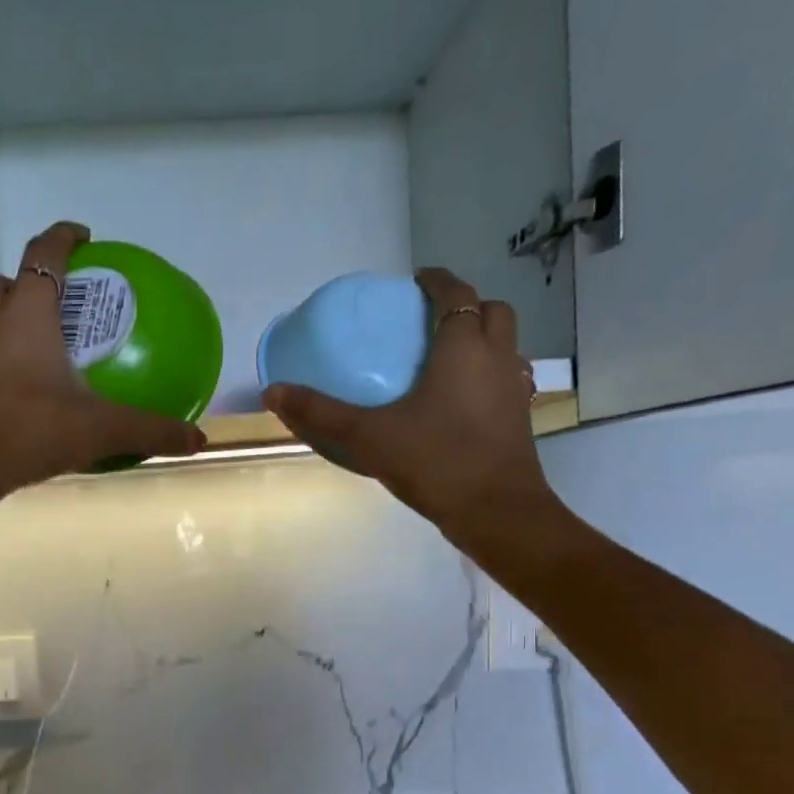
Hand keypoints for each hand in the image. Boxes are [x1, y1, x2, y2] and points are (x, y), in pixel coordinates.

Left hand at [0, 222, 205, 503]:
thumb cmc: (28, 432)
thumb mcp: (98, 430)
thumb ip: (149, 431)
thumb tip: (197, 440)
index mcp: (27, 314)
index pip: (44, 254)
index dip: (64, 237)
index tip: (83, 236)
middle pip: (2, 281)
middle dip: (26, 281)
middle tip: (56, 304)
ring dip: (2, 317)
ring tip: (30, 344)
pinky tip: (8, 389)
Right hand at [260, 267, 559, 536]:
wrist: (495, 511)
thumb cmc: (435, 461)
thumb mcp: (368, 436)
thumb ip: (321, 413)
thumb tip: (273, 392)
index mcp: (463, 347)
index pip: (456, 293)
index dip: (437, 281)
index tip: (416, 281)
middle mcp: (497, 358)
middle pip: (493, 311)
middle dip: (466, 306)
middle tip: (432, 319)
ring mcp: (514, 389)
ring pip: (506, 345)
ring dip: (482, 339)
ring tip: (447, 359)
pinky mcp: (520, 419)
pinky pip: (506, 379)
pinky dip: (488, 376)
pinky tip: (462, 401)